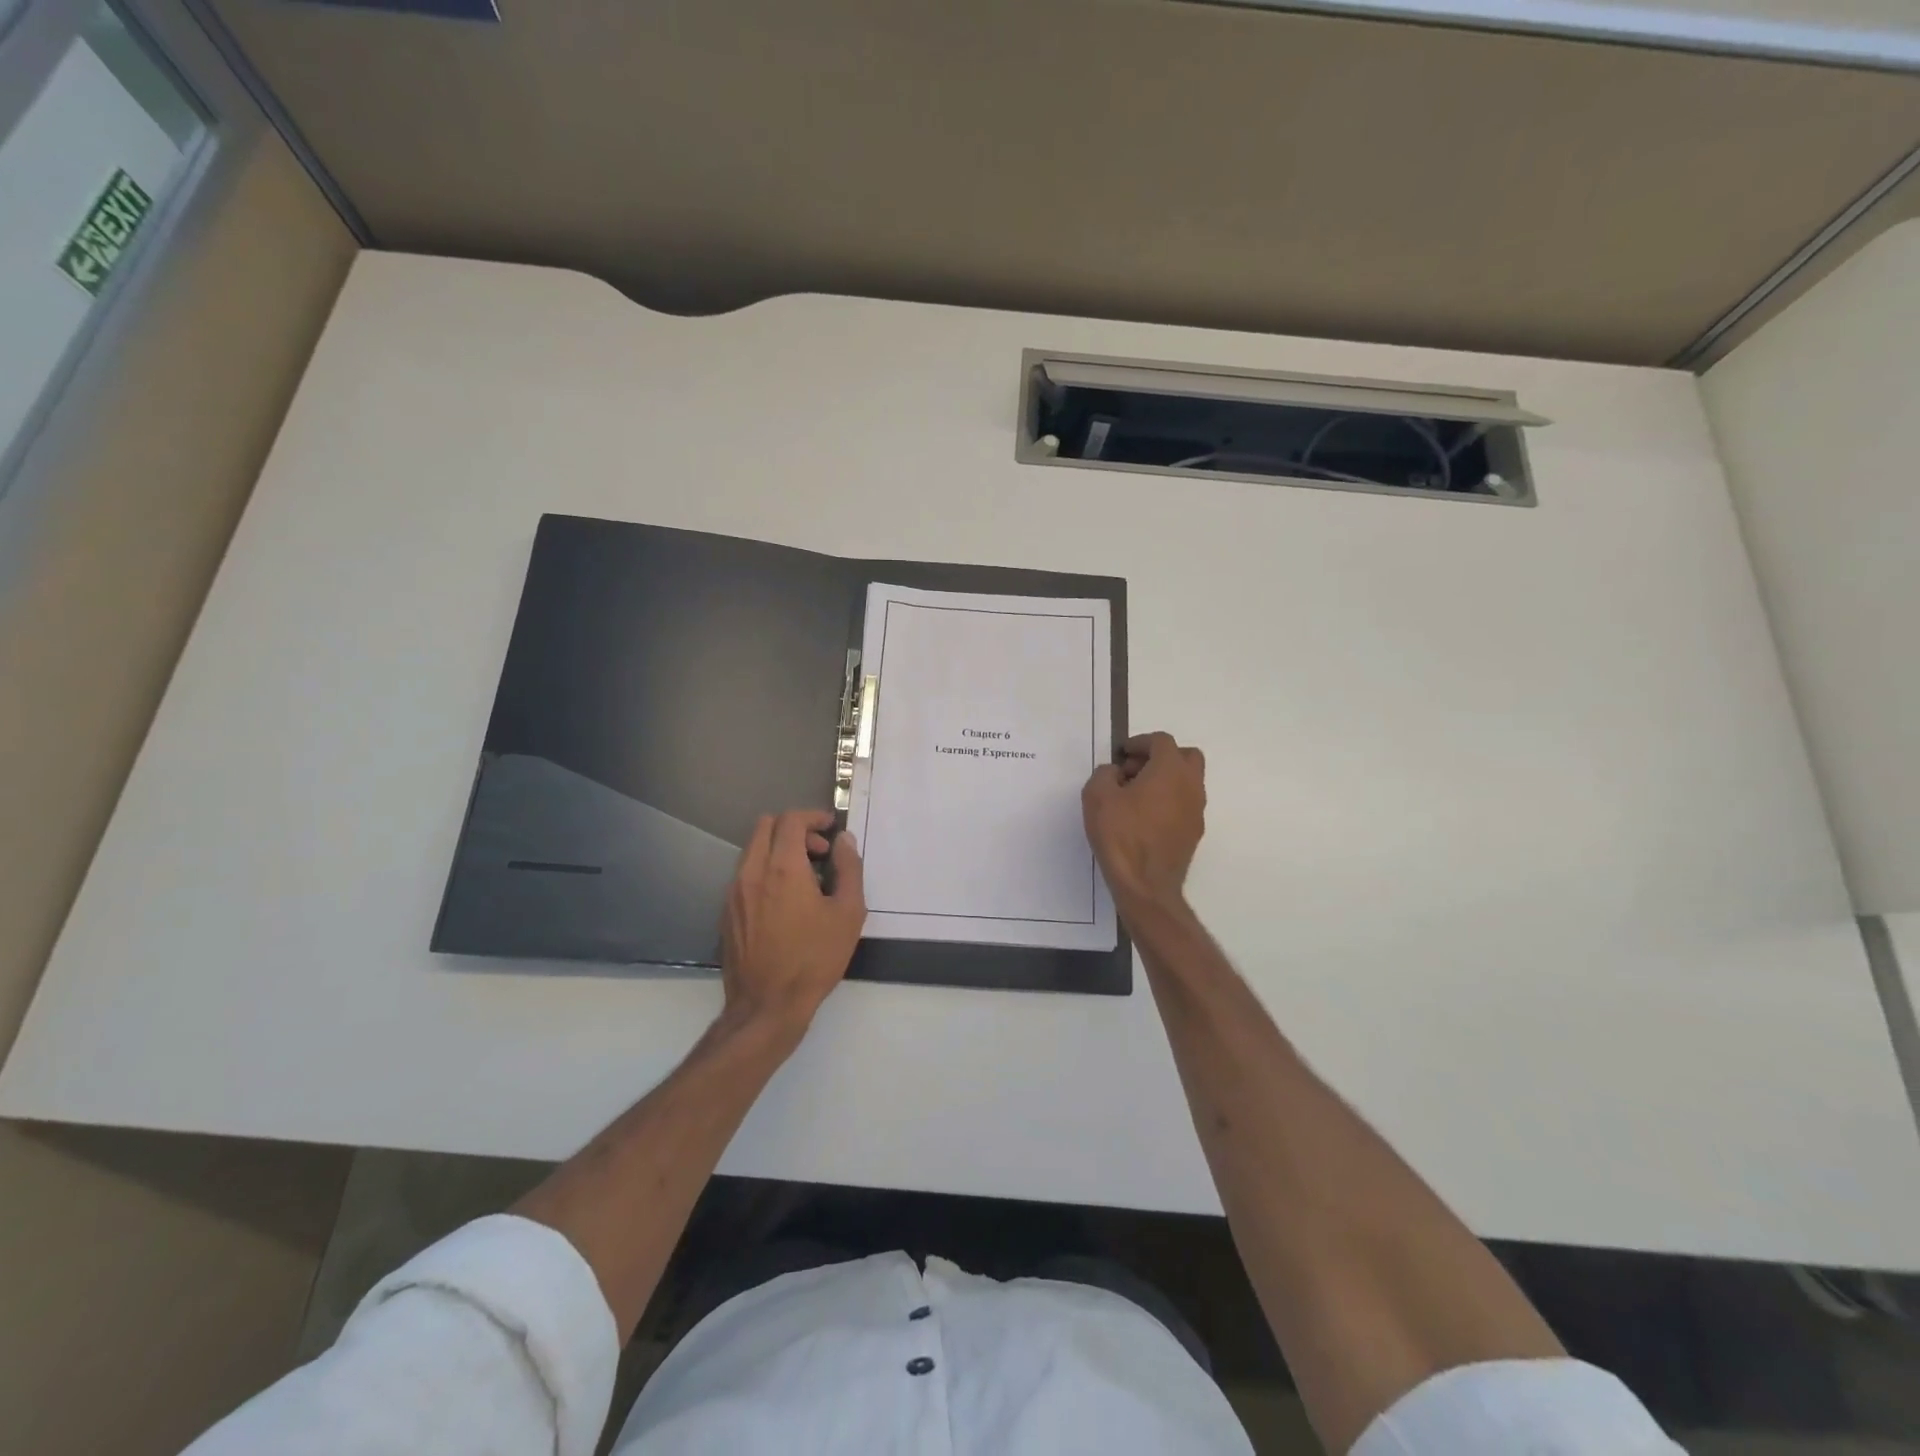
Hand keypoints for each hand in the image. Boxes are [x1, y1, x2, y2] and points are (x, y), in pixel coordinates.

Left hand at [720, 810, 865, 1036]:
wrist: (767, 1006)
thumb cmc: (814, 959)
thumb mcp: (848, 913)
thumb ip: (849, 869)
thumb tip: (844, 841)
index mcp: (783, 867)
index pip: (791, 820)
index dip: (813, 817)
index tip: (831, 829)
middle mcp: (752, 871)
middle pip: (766, 826)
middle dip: (795, 829)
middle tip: (819, 852)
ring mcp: (734, 892)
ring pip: (753, 849)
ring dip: (779, 850)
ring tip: (805, 879)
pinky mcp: (727, 912)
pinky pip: (745, 874)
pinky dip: (765, 871)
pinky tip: (784, 902)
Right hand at [1082, 732, 1205, 910]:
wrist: (1145, 884)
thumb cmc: (1121, 835)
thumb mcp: (1097, 796)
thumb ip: (1105, 774)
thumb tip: (1115, 773)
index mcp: (1170, 770)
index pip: (1161, 741)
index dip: (1140, 742)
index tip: (1121, 754)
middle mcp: (1191, 785)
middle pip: (1185, 756)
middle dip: (1160, 756)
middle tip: (1134, 771)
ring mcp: (1196, 810)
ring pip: (1187, 781)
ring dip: (1165, 779)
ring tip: (1135, 796)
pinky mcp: (1194, 832)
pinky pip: (1184, 803)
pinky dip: (1169, 800)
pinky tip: (1145, 817)